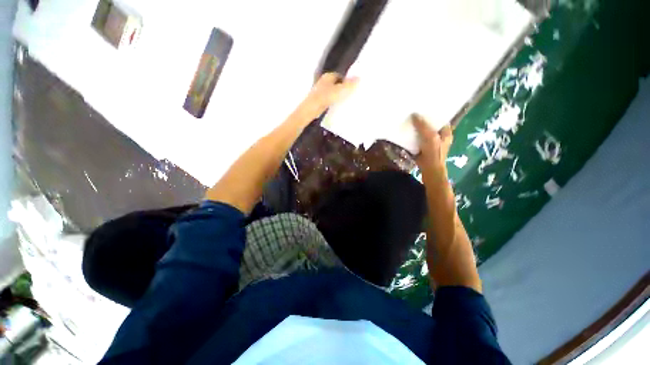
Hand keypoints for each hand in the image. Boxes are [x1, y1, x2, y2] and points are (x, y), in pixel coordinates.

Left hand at [297, 72, 358, 120]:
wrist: (311, 109)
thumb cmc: (325, 97)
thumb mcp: (340, 90)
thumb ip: (349, 85)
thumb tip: (359, 77)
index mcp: (328, 76)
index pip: (340, 76)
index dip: (347, 80)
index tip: (353, 87)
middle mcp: (323, 82)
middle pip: (336, 84)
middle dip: (342, 88)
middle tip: (351, 95)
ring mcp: (320, 92)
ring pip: (332, 92)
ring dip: (338, 96)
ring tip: (346, 102)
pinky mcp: (318, 101)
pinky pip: (329, 99)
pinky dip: (333, 102)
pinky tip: (337, 107)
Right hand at [412, 113, 452, 174]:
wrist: (429, 169)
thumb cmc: (434, 153)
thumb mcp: (430, 137)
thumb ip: (423, 126)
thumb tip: (414, 114)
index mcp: (446, 131)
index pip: (440, 118)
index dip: (433, 112)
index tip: (423, 107)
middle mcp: (439, 135)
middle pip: (430, 124)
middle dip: (422, 120)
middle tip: (413, 112)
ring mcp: (430, 142)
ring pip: (422, 131)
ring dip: (416, 128)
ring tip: (408, 120)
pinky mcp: (422, 147)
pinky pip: (417, 138)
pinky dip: (412, 136)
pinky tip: (406, 132)